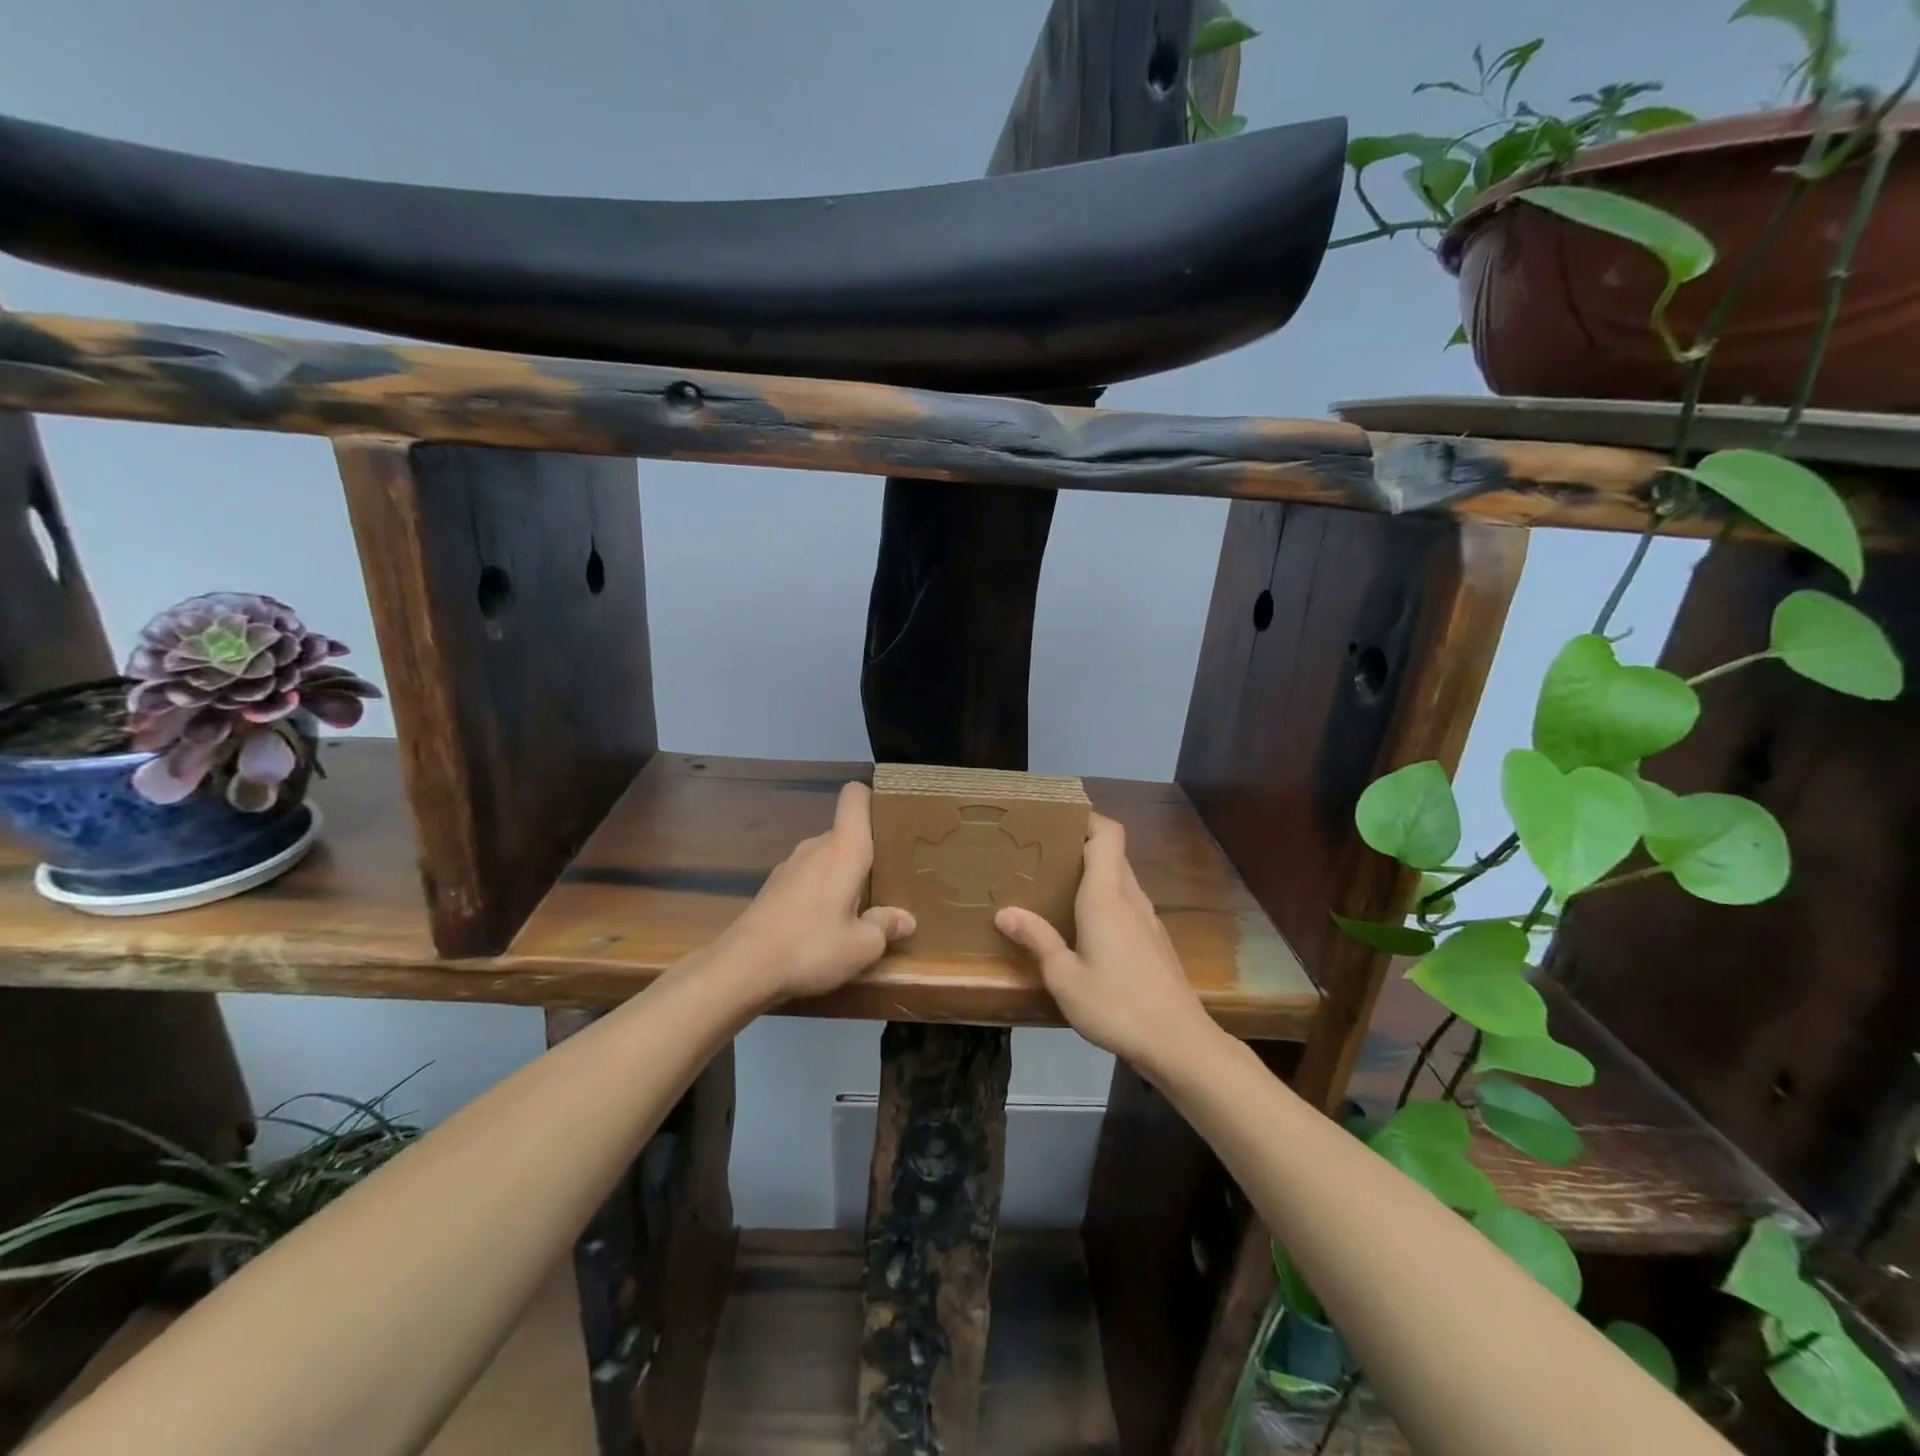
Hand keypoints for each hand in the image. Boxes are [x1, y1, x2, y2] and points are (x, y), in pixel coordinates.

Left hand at [715, 782, 914, 1004]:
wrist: (742, 967)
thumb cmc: (812, 946)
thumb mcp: (861, 946)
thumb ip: (886, 927)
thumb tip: (905, 919)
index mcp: (844, 848)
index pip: (855, 797)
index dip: (872, 798)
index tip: (892, 820)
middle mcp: (816, 847)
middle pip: (845, 833)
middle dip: (866, 853)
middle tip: (888, 880)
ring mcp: (790, 865)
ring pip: (826, 858)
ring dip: (842, 876)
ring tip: (859, 908)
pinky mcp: (773, 887)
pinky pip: (808, 878)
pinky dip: (820, 892)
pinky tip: (824, 925)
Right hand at [995, 813, 1218, 1074]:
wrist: (1179, 1043)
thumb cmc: (1117, 1005)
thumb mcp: (1065, 978)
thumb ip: (1038, 940)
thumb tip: (1006, 912)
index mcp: (1107, 896)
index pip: (1108, 834)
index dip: (1087, 817)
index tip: (1055, 820)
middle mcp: (1130, 897)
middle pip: (1112, 852)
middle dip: (1080, 844)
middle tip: (1042, 854)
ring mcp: (1148, 919)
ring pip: (1120, 878)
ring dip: (1093, 873)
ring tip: (1056, 886)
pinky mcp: (1155, 940)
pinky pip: (1127, 902)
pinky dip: (1105, 899)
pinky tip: (1083, 926)